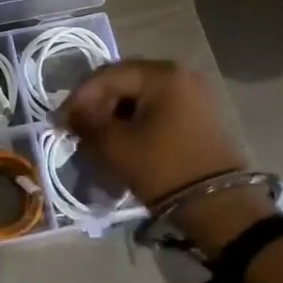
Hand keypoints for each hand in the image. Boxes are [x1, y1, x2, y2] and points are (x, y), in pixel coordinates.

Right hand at [59, 60, 271, 254]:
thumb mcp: (116, 146)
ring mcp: (194, 93)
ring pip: (140, 96)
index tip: (59, 121)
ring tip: (97, 138)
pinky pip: (158, 108)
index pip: (106, 75)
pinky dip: (136, 121)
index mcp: (161, 73)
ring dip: (115, 114)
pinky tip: (122, 140)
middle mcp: (180, 74)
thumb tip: (67, 115)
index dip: (78, 98)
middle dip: (96, 104)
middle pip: (124, 81)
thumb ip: (86, 123)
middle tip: (76, 128)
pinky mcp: (200, 114)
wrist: (223, 208)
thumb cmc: (165, 169)